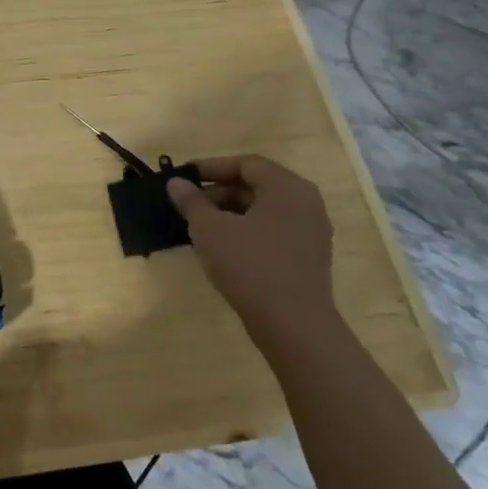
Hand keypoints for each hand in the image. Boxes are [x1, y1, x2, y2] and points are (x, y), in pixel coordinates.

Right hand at [167, 156, 334, 342]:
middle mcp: (306, 203)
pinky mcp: (308, 257)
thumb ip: (191, 201)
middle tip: (189, 205)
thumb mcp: (209, 229)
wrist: (293, 324)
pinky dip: (247, 231)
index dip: (211, 167)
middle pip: (257, 185)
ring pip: (264, 210)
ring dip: (231, 213)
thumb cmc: (249, 265)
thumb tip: (176, 183)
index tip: (184, 177)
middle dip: (219, 192)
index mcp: (287, 187)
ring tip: (201, 227)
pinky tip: (223, 248)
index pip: (246, 164)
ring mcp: (311, 232)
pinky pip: (273, 231)